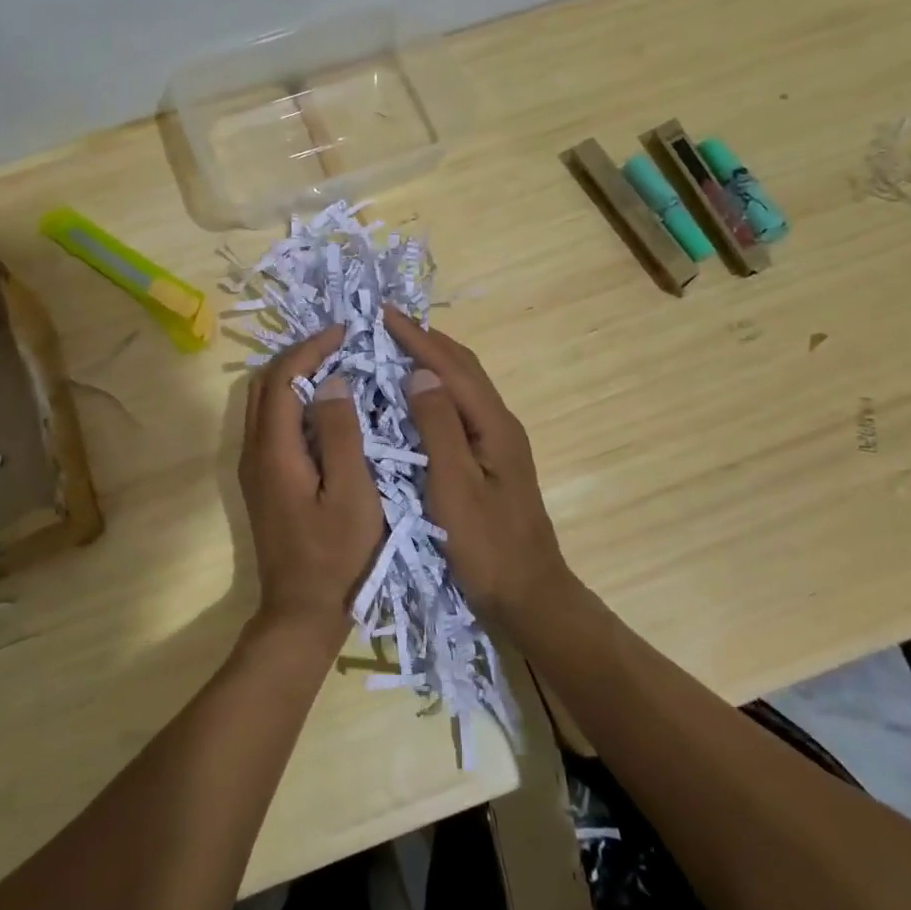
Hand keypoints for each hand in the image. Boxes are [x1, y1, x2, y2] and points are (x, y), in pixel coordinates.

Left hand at [239, 325, 384, 643]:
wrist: (301, 612)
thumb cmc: (337, 556)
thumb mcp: (353, 494)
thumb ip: (342, 434)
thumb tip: (333, 381)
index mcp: (275, 450)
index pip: (285, 378)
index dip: (312, 348)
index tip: (345, 331)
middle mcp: (254, 451)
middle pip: (265, 384)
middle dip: (299, 354)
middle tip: (340, 344)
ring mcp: (253, 466)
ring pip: (263, 402)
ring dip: (293, 375)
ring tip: (334, 366)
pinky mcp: (261, 480)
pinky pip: (270, 422)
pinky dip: (292, 400)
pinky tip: (323, 407)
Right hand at [384, 308, 575, 628]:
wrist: (527, 595)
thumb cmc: (486, 545)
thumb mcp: (454, 486)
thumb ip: (438, 427)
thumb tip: (420, 373)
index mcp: (493, 425)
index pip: (452, 367)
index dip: (417, 338)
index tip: (382, 314)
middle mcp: (500, 424)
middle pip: (464, 368)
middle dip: (427, 341)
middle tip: (387, 324)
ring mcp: (498, 442)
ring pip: (464, 386)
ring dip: (433, 361)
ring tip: (397, 348)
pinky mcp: (490, 459)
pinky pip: (460, 408)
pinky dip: (436, 389)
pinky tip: (416, 397)